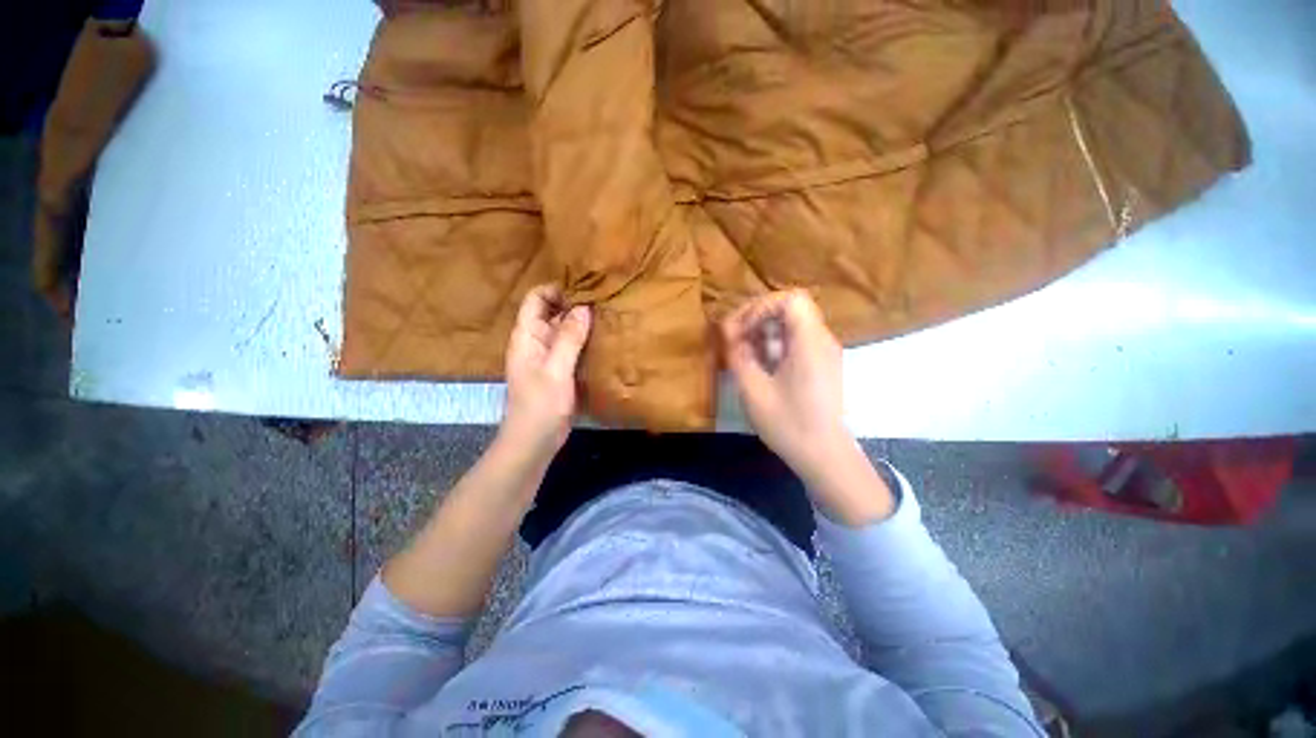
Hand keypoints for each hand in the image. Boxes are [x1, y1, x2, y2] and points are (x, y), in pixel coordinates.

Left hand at [502, 284, 591, 459]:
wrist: (535, 440)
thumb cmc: (541, 405)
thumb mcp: (556, 370)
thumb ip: (569, 338)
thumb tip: (584, 307)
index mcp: (526, 336)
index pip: (536, 299)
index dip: (557, 290)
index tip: (585, 289)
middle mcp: (535, 341)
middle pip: (552, 311)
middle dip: (574, 304)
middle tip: (603, 299)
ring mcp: (548, 356)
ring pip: (563, 329)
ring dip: (581, 322)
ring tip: (607, 314)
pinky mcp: (559, 369)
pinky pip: (571, 346)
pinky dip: (584, 339)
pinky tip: (603, 337)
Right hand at [721, 290, 849, 477]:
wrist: (824, 456)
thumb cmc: (789, 424)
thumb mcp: (754, 390)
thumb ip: (738, 355)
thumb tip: (728, 332)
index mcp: (809, 342)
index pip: (790, 299)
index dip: (761, 307)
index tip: (742, 330)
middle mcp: (821, 340)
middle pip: (789, 309)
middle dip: (757, 318)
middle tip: (735, 339)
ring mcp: (823, 352)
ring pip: (790, 325)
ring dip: (763, 333)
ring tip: (743, 354)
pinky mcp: (820, 365)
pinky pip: (795, 342)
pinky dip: (773, 346)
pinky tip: (758, 366)